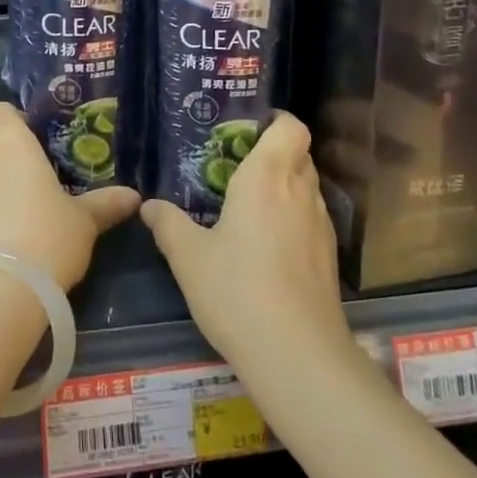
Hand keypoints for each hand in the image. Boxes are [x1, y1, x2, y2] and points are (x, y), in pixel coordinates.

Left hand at [0, 102, 139, 291]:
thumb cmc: (47, 234)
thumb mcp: (84, 220)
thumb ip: (106, 203)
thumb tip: (134, 197)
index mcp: (8, 140)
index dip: (17, 121)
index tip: (40, 141)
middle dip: (5, 149)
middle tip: (35, 171)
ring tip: (21, 203)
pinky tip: (4, 229)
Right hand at [140, 111, 352, 376]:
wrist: (298, 357)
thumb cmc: (237, 291)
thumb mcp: (189, 258)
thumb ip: (168, 224)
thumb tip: (148, 205)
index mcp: (268, 178)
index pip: (291, 128)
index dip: (276, 121)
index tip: (248, 128)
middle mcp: (300, 193)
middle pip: (299, 155)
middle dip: (273, 153)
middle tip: (237, 165)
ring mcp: (321, 227)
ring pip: (307, 188)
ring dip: (284, 186)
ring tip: (248, 204)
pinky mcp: (328, 258)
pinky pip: (311, 219)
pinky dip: (292, 218)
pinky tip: (266, 244)